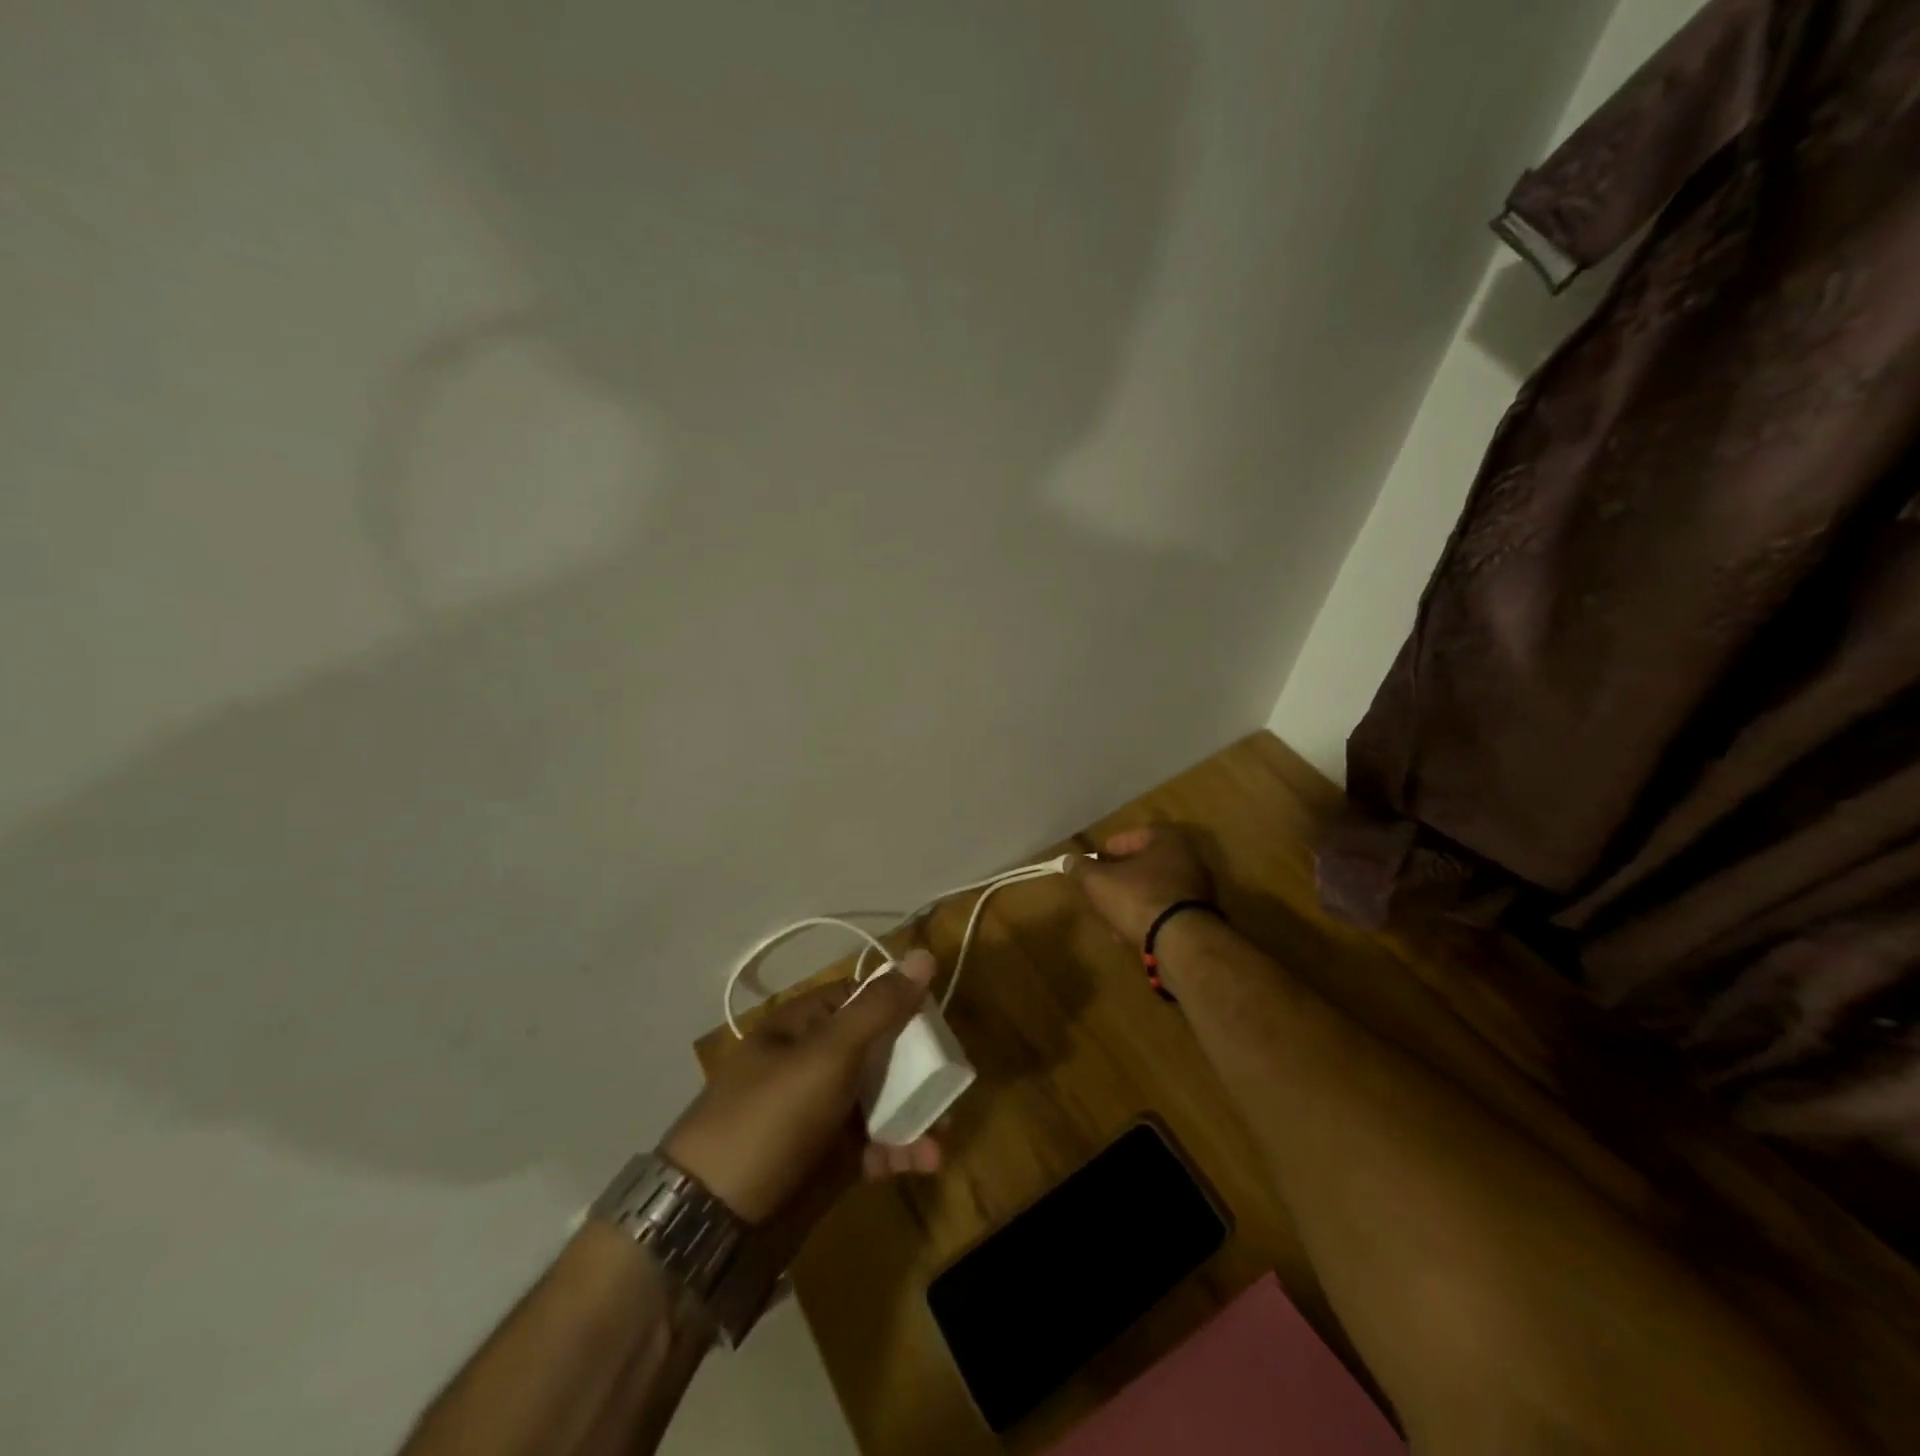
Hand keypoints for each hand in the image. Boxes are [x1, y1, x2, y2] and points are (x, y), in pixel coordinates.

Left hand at [663, 951, 943, 1225]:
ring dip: (915, 1113)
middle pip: (875, 1051)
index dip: (896, 1002)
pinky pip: (874, 1146)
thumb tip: (924, 954)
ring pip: (879, 1101)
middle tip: (951, 1081)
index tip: (934, 1018)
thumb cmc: (770, 1119)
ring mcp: (818, 1116)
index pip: (857, 998)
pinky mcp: (827, 1163)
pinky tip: (925, 1162)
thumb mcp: (828, 1055)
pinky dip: (900, 1151)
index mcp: (800, 1027)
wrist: (710, 1225)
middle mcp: (810, 1065)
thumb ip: (879, 1009)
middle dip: (916, 1067)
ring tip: (944, 1132)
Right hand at [1069, 825, 1214, 948]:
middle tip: (1105, 883)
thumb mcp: (1098, 881)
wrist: (1181, 942)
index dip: (1117, 844)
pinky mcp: (1200, 918)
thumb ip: (1081, 868)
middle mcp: (1189, 860)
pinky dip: (1150, 917)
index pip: (1140, 833)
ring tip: (1114, 912)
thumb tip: (1068, 860)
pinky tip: (1132, 932)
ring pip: (1158, 888)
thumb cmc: (1138, 898)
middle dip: (1125, 874)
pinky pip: (1168, 911)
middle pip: (1150, 862)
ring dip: (1136, 898)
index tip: (1101, 857)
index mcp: (1168, 841)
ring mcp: (1199, 890)